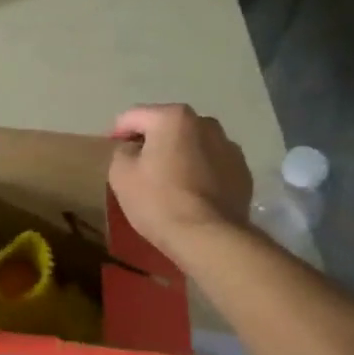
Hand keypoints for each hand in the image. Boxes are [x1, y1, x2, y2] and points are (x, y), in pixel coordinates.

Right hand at [108, 103, 254, 264]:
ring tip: (168, 181)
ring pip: (193, 145)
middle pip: (168, 127)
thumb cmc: (158, 201)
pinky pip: (212, 165)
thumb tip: (133, 150)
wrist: (209, 238)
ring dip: (179, 155)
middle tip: (138, 165)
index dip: (117, 132)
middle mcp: (206, 123)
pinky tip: (191, 194)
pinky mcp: (243, 173)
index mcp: (173, 117)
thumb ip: (122, 151)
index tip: (110, 150)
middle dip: (152, 141)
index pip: (134, 116)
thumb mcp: (120, 174)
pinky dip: (199, 172)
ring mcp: (229, 147)